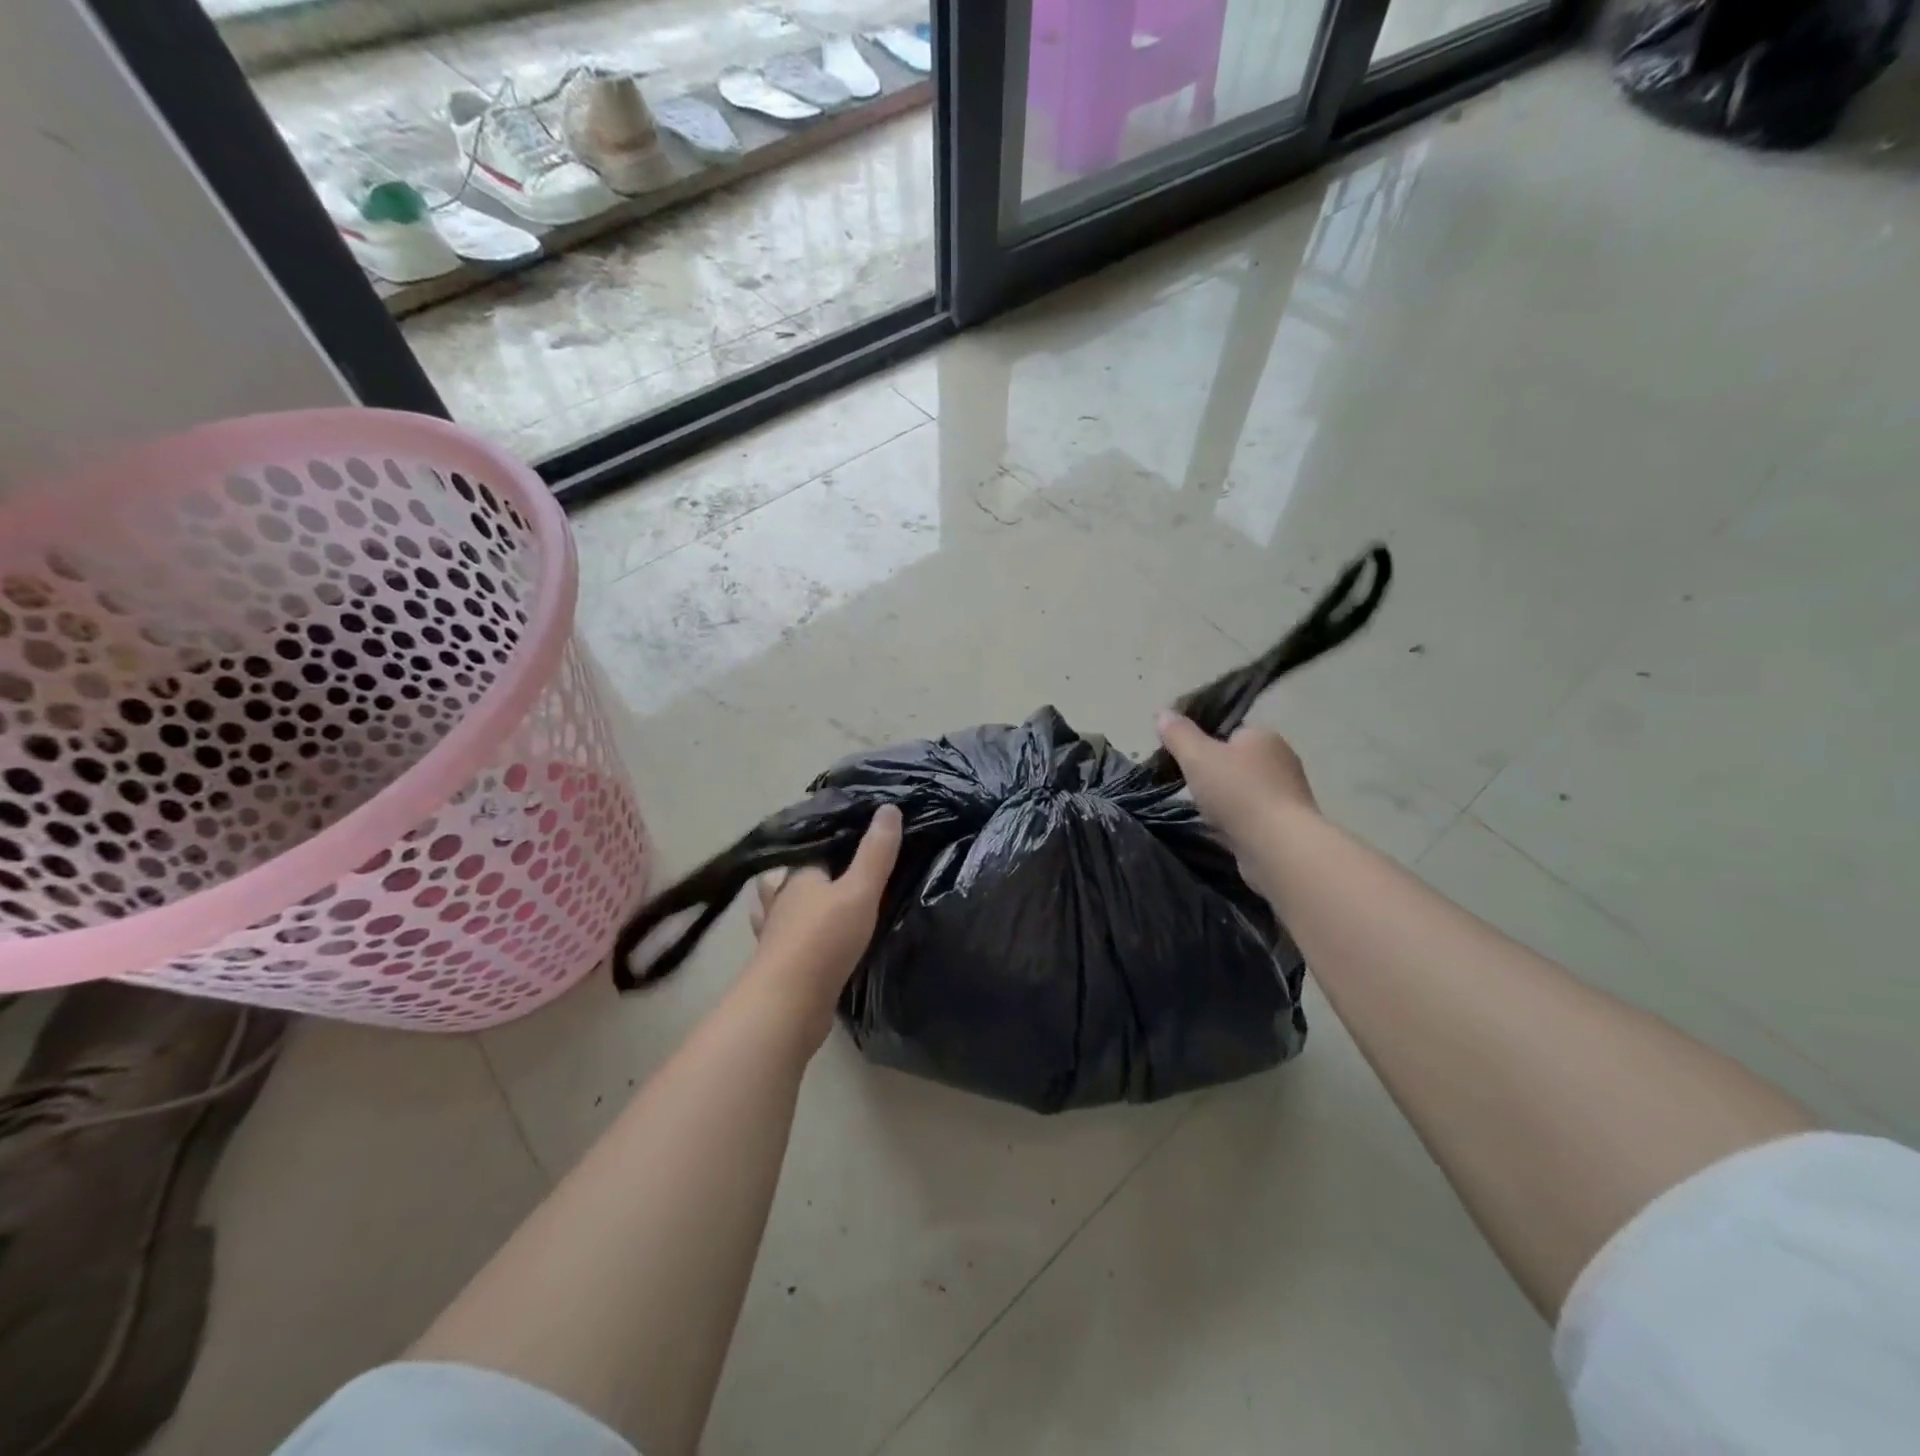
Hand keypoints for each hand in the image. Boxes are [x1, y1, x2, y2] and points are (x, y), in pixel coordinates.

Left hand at [745, 804, 902, 1045]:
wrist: (788, 1004)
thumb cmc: (823, 939)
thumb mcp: (860, 890)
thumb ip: (876, 852)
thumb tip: (889, 808)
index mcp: (798, 875)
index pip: (816, 846)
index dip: (836, 839)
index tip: (860, 834)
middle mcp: (782, 898)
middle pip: (796, 876)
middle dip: (813, 870)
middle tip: (842, 867)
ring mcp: (776, 932)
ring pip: (787, 907)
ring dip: (799, 902)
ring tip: (824, 899)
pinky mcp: (780, 962)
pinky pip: (791, 938)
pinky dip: (799, 934)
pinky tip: (813, 939)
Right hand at [1154, 710, 1316, 848]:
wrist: (1277, 846)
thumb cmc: (1237, 792)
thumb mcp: (1196, 757)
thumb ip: (1178, 734)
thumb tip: (1163, 713)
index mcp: (1263, 735)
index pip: (1230, 732)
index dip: (1205, 744)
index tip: (1186, 762)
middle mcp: (1282, 759)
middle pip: (1237, 762)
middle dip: (1215, 775)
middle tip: (1191, 790)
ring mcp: (1288, 793)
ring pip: (1244, 791)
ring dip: (1226, 801)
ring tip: (1204, 815)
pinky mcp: (1288, 824)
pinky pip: (1253, 816)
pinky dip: (1237, 822)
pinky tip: (1222, 833)